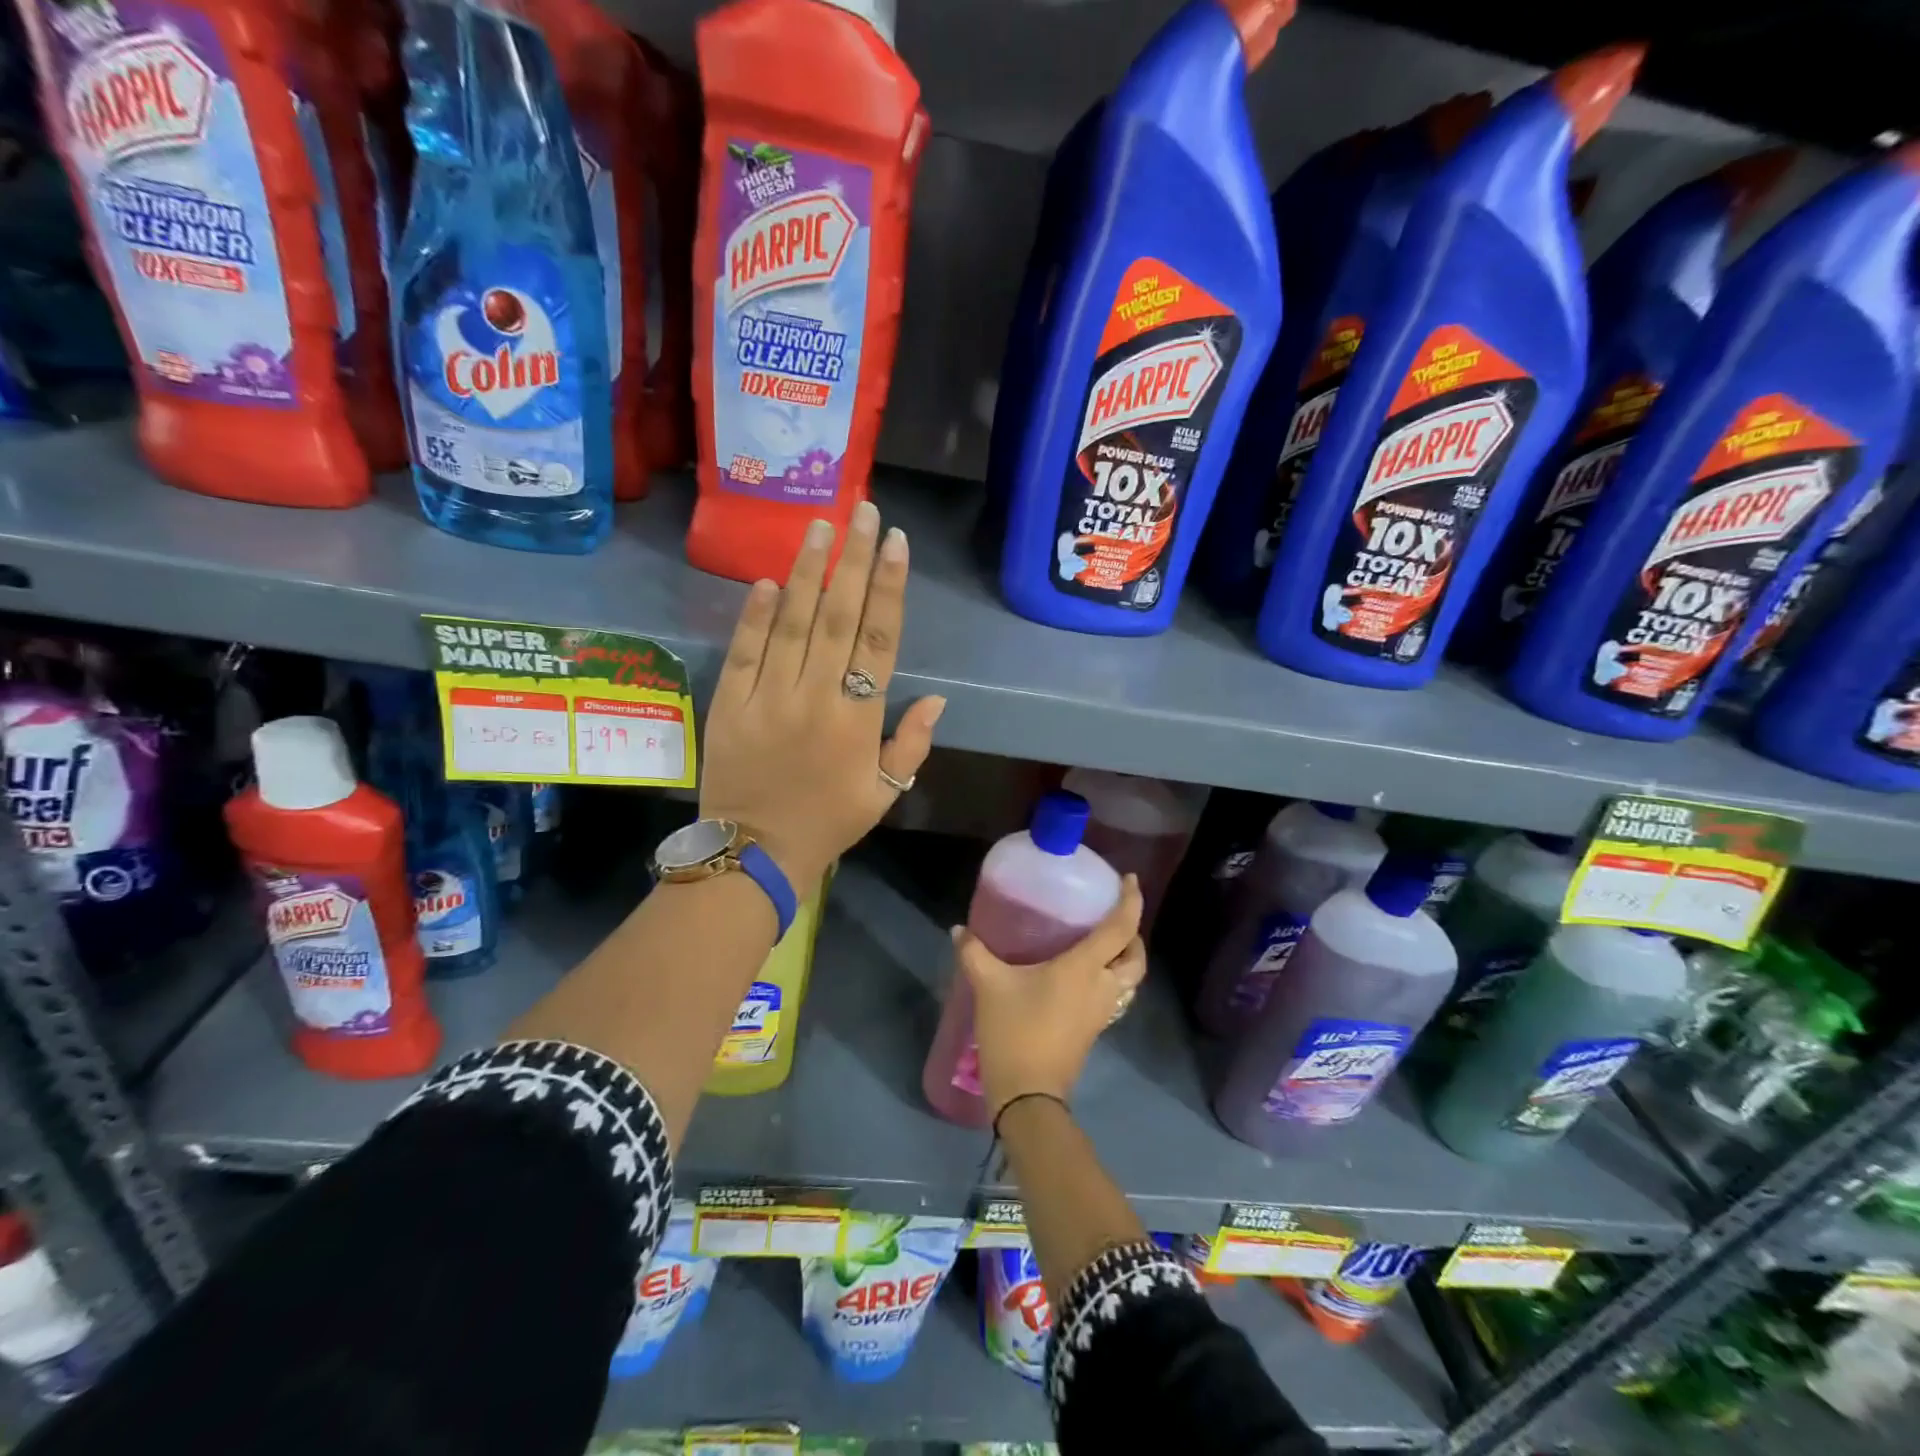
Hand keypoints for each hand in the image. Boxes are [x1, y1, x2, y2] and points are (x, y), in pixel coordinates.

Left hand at [700, 501, 944, 888]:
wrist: (754, 852)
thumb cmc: (828, 822)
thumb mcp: (885, 794)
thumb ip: (912, 744)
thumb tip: (938, 698)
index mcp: (858, 719)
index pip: (880, 640)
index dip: (890, 588)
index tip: (896, 543)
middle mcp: (816, 697)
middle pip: (839, 617)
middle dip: (854, 560)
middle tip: (863, 510)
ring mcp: (769, 697)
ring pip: (792, 623)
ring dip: (808, 572)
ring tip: (820, 526)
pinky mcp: (730, 703)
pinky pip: (744, 651)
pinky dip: (754, 615)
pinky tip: (767, 580)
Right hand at [956, 876, 1145, 1121]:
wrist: (1028, 1094)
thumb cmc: (1015, 1031)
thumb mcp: (989, 985)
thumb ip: (974, 953)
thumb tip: (958, 929)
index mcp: (1084, 968)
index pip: (1120, 928)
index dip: (1131, 901)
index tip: (1130, 880)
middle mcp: (1101, 987)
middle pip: (1135, 957)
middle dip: (1133, 934)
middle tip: (1113, 916)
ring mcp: (1101, 1012)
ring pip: (1130, 980)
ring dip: (1125, 958)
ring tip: (1103, 942)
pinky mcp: (1094, 1029)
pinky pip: (1115, 995)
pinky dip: (1112, 978)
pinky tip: (1085, 975)